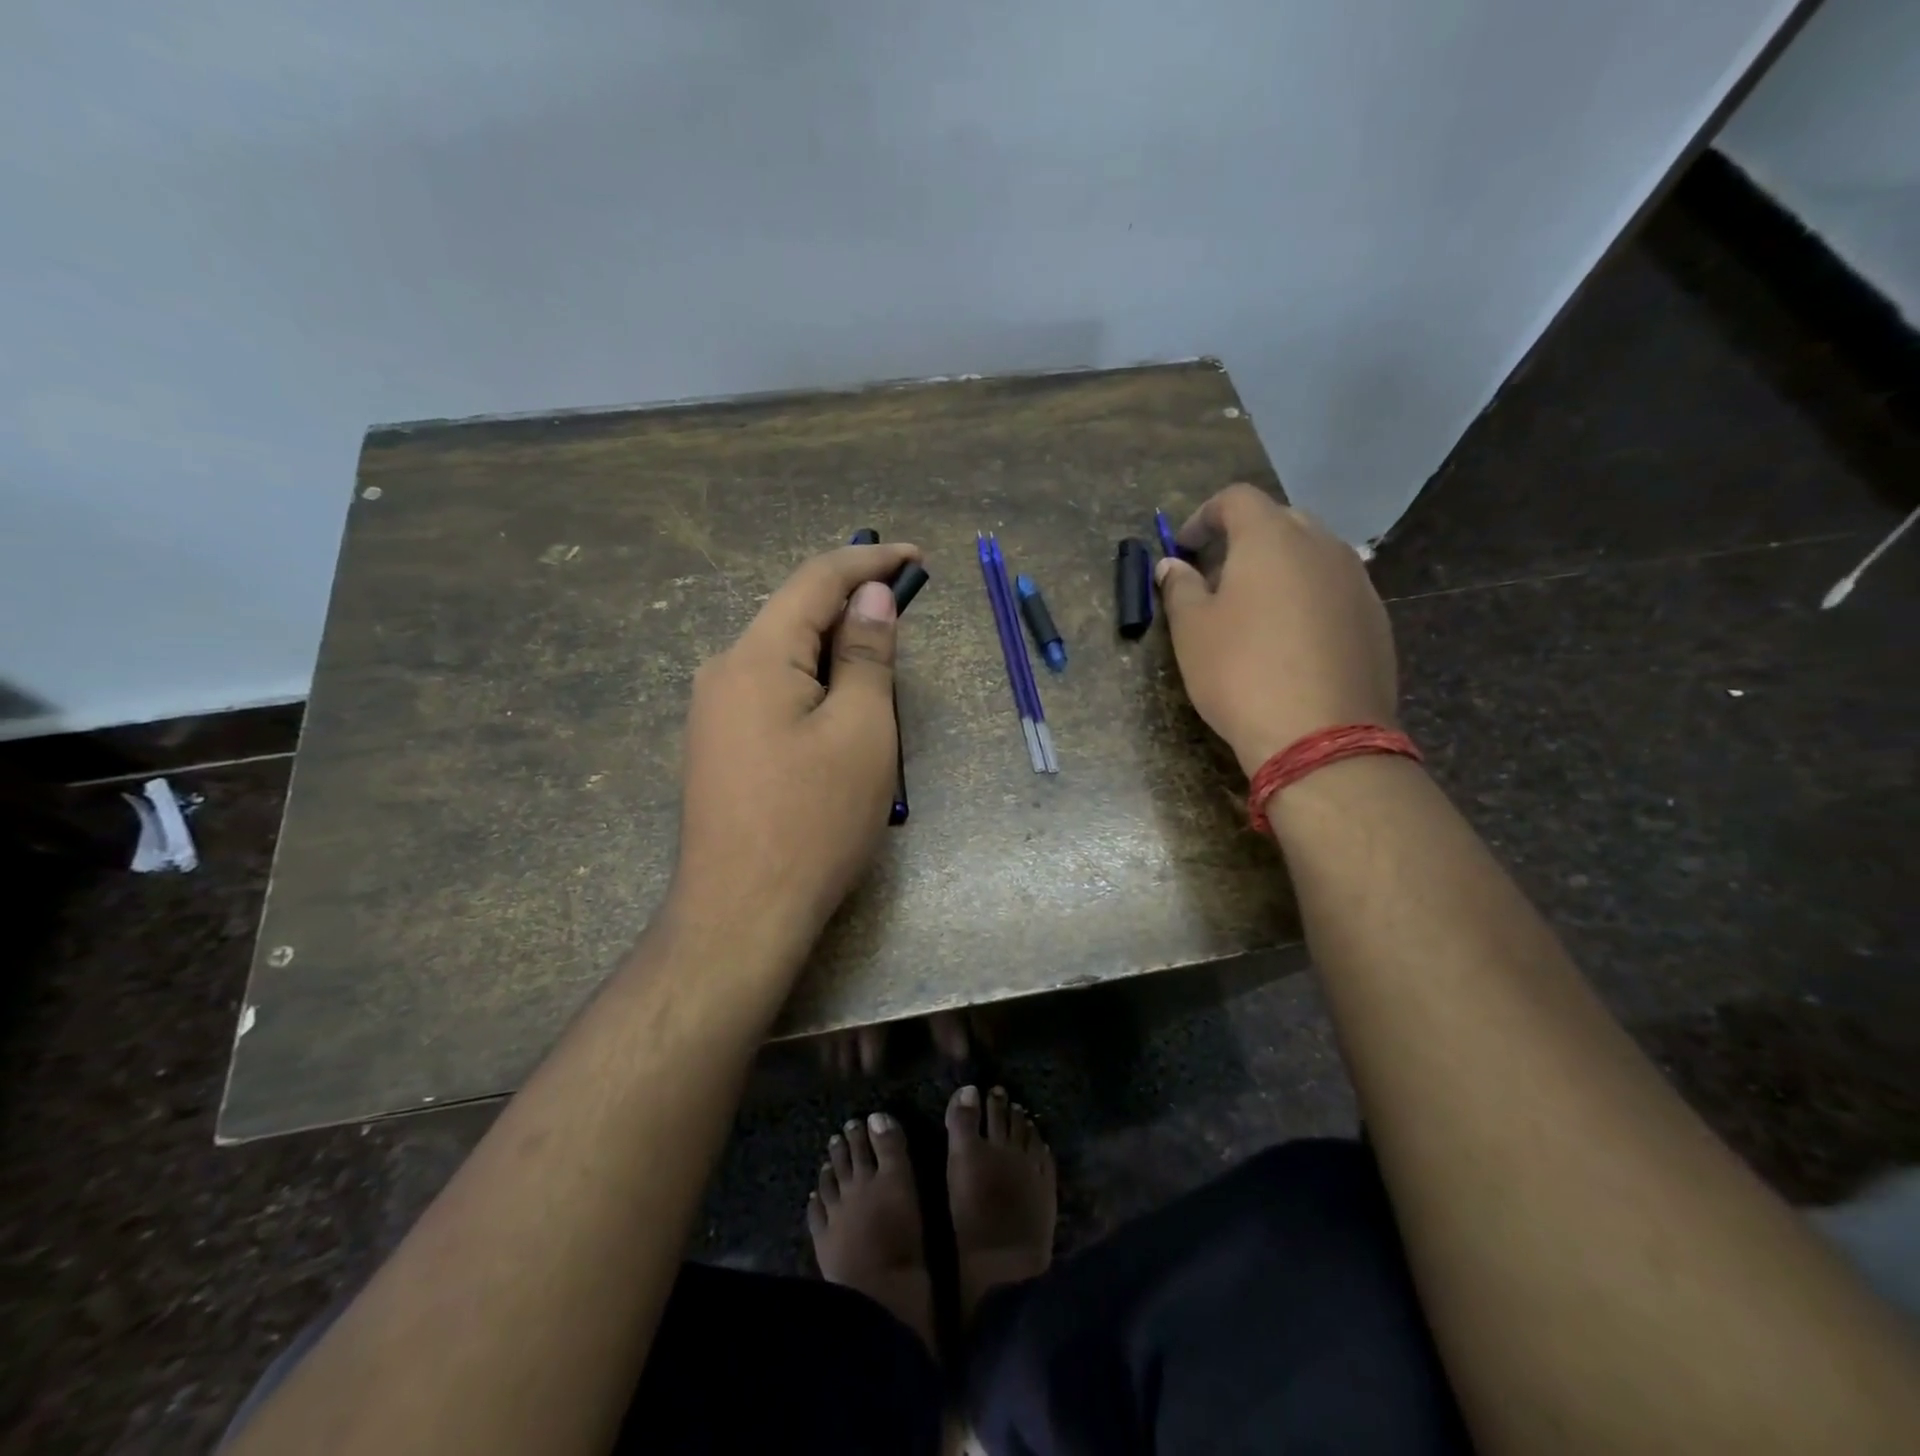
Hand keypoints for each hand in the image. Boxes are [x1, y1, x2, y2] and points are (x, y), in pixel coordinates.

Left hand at [668, 542, 919, 974]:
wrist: (741, 914)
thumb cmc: (813, 820)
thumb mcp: (862, 731)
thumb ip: (868, 654)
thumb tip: (872, 596)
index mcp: (756, 655)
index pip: (816, 580)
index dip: (869, 560)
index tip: (915, 556)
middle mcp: (723, 671)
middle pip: (795, 616)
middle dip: (853, 610)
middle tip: (906, 623)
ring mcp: (714, 712)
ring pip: (785, 657)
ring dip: (836, 654)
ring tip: (881, 680)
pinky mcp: (718, 746)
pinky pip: (772, 692)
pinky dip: (814, 686)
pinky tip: (839, 716)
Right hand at [1156, 484, 1396, 776]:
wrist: (1320, 736)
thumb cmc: (1240, 673)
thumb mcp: (1192, 631)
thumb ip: (1180, 588)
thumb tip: (1173, 565)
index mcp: (1271, 538)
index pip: (1236, 499)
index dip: (1203, 516)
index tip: (1183, 549)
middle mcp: (1322, 545)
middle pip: (1279, 521)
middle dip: (1243, 540)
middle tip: (1216, 577)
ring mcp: (1357, 581)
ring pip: (1312, 555)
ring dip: (1278, 568)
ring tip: (1253, 610)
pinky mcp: (1375, 618)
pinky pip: (1334, 589)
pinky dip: (1307, 597)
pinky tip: (1291, 641)